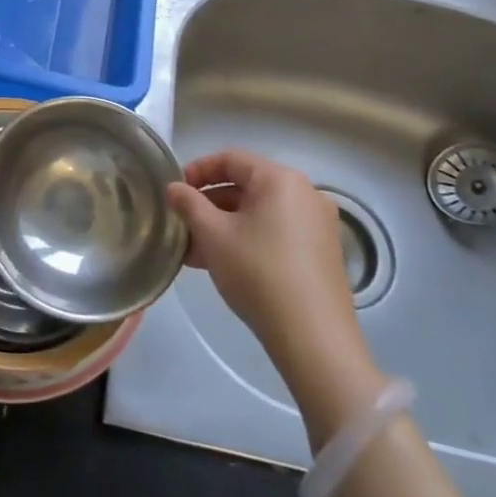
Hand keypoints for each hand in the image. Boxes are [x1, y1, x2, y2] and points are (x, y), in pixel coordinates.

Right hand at [167, 151, 385, 437]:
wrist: (313, 337)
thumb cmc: (258, 273)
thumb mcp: (213, 235)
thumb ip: (189, 204)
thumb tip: (173, 188)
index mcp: (281, 179)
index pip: (231, 159)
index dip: (197, 170)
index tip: (174, 191)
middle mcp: (305, 193)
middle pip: (246, 186)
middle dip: (209, 203)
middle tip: (182, 224)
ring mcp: (317, 224)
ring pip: (259, 212)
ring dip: (224, 225)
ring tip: (194, 250)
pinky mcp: (322, 252)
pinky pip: (276, 232)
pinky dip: (247, 238)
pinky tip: (222, 264)